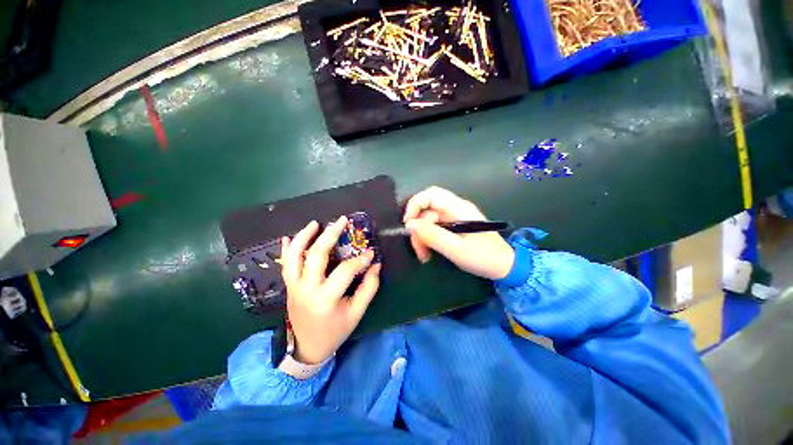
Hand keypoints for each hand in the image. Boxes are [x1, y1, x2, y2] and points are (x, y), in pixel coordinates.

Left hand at [281, 217, 380, 364]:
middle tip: (342, 221)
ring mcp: (294, 286)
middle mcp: (307, 289)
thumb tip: (375, 265)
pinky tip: (290, 237)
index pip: (345, 270)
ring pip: (295, 256)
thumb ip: (369, 288)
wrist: (306, 348)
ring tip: (315, 223)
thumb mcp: (356, 313)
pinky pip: (285, 265)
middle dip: (330, 235)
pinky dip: (287, 250)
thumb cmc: (335, 331)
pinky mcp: (289, 287)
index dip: (360, 259)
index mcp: (326, 298)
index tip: (371, 253)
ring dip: (304, 237)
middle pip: (317, 255)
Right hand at [403, 186, 514, 279]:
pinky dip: (428, 239)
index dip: (415, 205)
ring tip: (424, 256)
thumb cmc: (483, 257)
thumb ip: (432, 235)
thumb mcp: (456, 249)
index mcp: (458, 208)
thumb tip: (410, 225)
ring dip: (422, 237)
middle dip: (418, 228)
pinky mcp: (454, 227)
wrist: (505, 267)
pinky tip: (428, 252)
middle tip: (418, 249)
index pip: (431, 195)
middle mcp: (455, 209)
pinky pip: (435, 229)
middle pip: (427, 210)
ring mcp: (454, 218)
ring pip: (428, 221)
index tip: (408, 224)